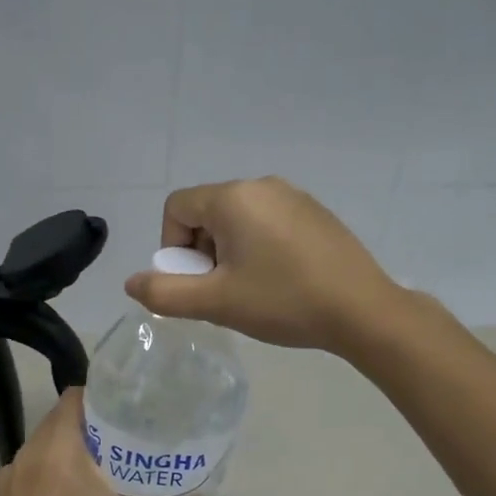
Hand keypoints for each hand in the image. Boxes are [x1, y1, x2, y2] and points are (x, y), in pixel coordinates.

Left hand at [0, 388, 207, 495]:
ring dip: (65, 456)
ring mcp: (7, 476)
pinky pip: (26, 475)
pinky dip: (44, 480)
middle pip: (59, 422)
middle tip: (120, 448)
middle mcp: (27, 452)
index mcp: (58, 447)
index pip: (74, 397)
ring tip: (95, 477)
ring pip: (41, 450)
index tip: (124, 414)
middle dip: (89, 430)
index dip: (99, 399)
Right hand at [123, 177, 401, 353]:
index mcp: (234, 197)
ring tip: (252, 290)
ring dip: (230, 253)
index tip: (196, 282)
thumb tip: (132, 283)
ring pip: (238, 220)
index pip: (177, 208)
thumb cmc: (283, 302)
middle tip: (223, 292)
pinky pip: (268, 223)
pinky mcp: (316, 213)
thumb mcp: (215, 303)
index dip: (172, 248)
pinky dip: (259, 248)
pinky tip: (281, 281)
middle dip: (202, 253)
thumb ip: (164, 293)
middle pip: (207, 213)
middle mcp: (262, 185)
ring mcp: (294, 196)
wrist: (363, 310)